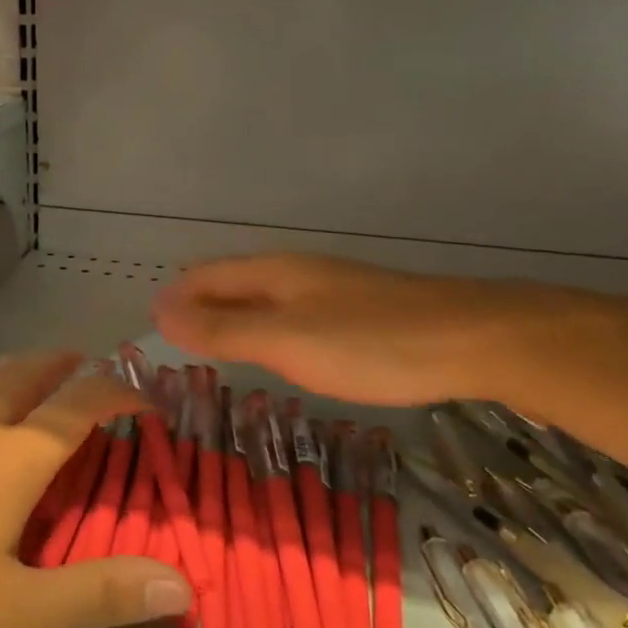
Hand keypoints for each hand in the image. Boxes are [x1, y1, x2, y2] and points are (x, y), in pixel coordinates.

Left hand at [0, 351, 192, 627]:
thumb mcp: (18, 615)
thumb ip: (99, 597)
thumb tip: (181, 586)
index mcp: (12, 457)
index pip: (80, 406)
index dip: (118, 391)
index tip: (144, 394)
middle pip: (28, 375)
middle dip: (64, 365)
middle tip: (86, 364)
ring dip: (19, 376)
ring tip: (33, 384)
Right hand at [152, 254, 540, 406]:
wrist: (477, 340)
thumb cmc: (371, 343)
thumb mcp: (286, 340)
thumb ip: (222, 329)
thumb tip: (158, 312)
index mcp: (273, 272)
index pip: (205, 276)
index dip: (175, 299)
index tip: (149, 330)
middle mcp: (296, 273)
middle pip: (232, 284)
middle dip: (198, 308)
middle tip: (173, 347)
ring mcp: (331, 292)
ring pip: (264, 300)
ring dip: (232, 320)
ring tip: (213, 351)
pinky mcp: (359, 314)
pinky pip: (293, 316)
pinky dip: (266, 332)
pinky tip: (279, 354)